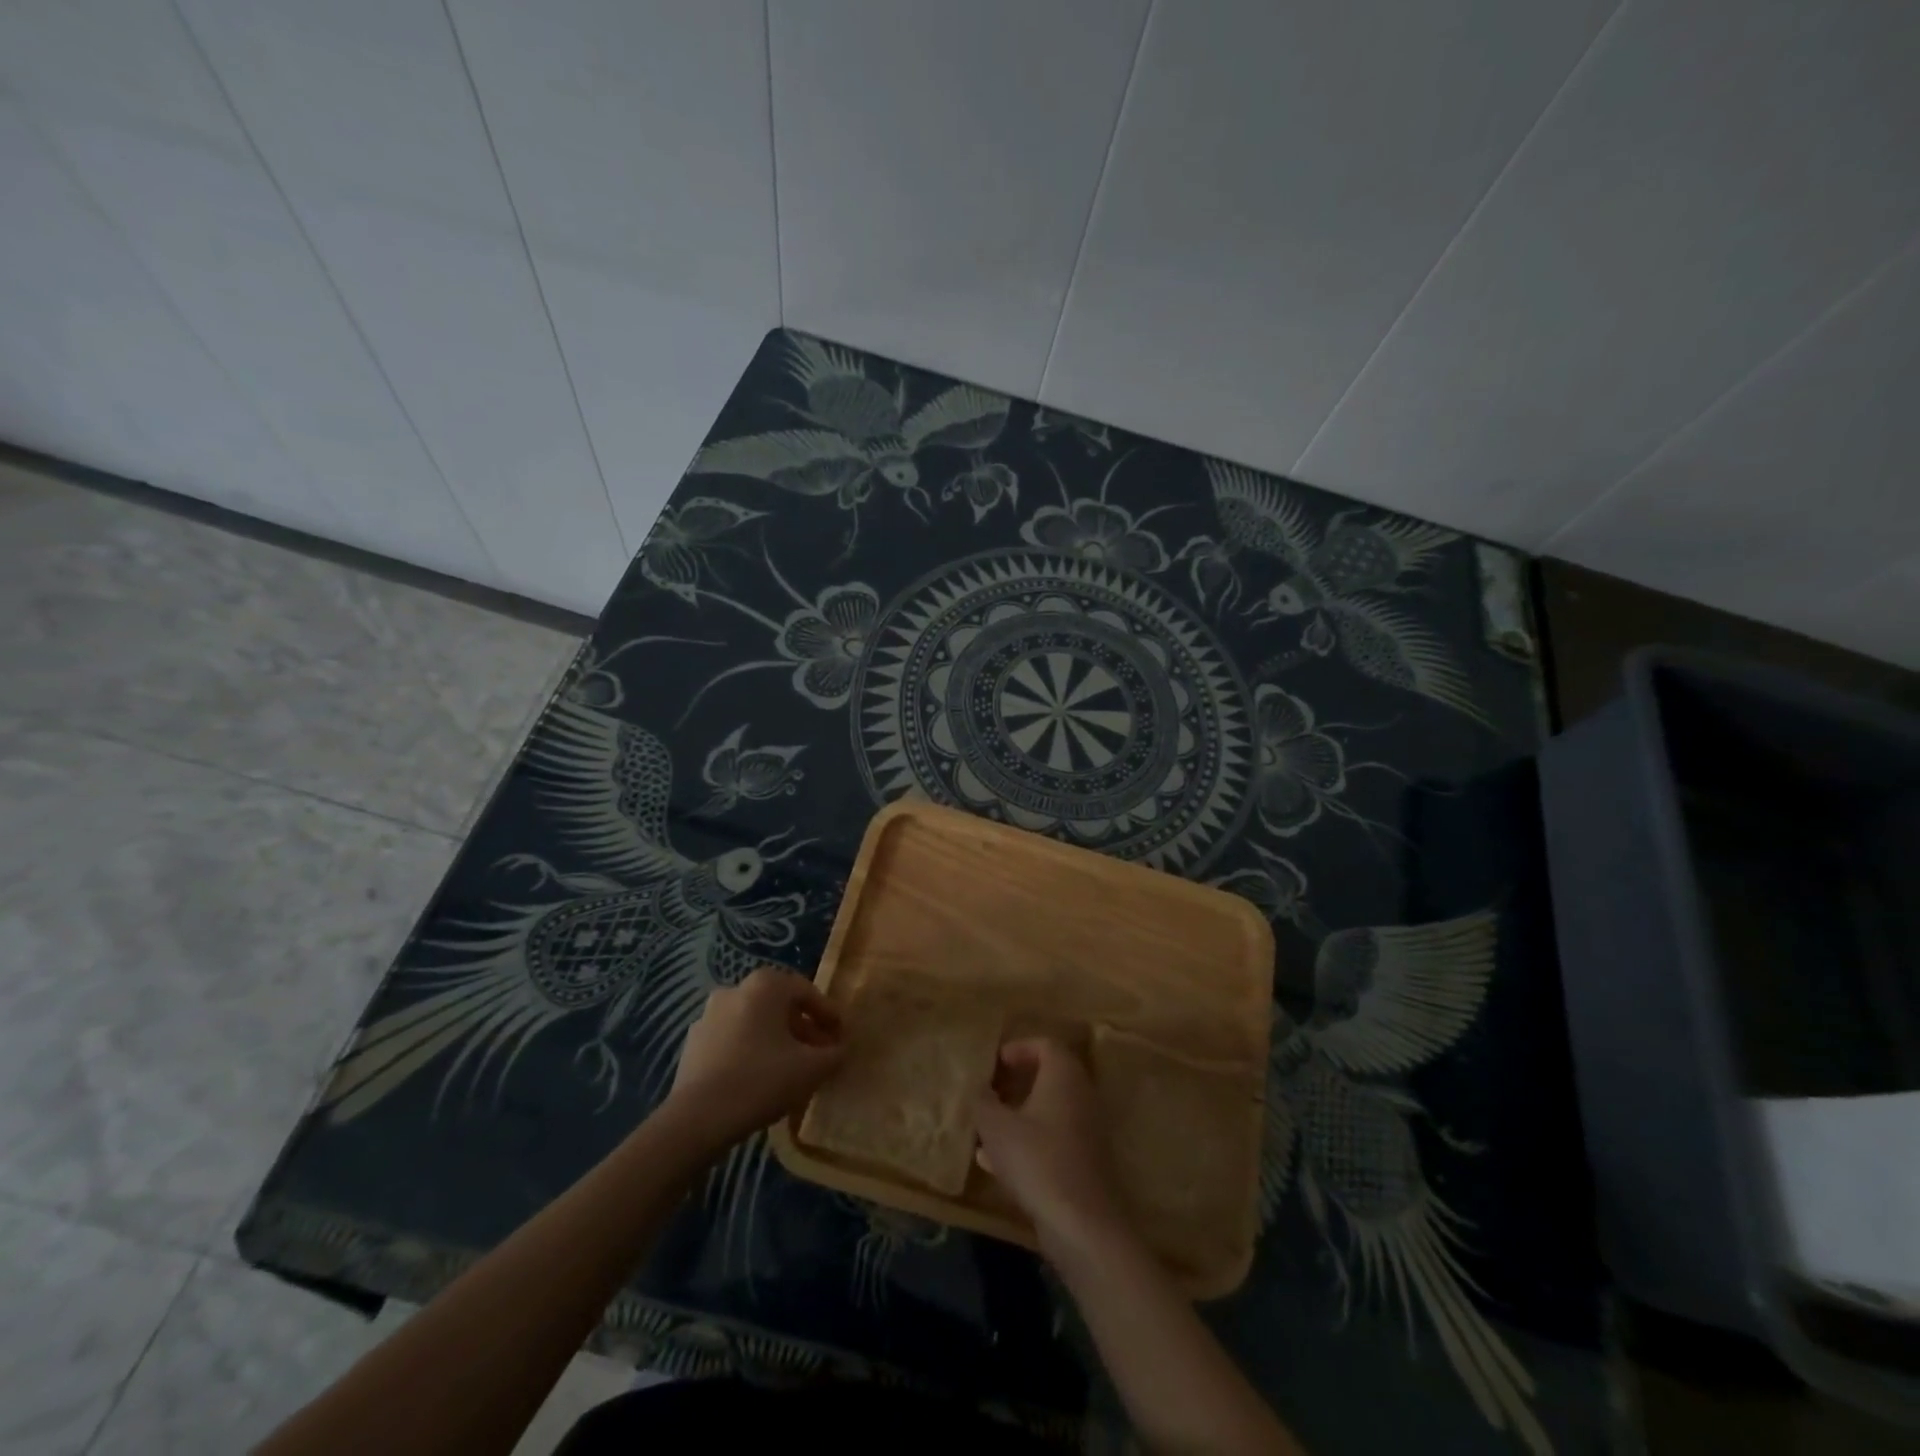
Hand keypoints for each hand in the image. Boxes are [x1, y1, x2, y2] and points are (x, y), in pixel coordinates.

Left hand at [663, 967, 844, 1151]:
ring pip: (755, 1022)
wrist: (697, 1119)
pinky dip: (752, 1051)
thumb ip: (835, 1054)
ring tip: (793, 1069)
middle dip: (803, 1028)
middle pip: (780, 1005)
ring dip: (777, 1040)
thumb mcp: (812, 1068)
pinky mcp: (693, 1042)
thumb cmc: (761, 1080)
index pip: (808, 992)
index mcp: (765, 985)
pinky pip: (733, 1039)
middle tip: (820, 1054)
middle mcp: (735, 989)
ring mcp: (709, 1015)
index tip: (842, 1038)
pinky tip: (761, 1079)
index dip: (829, 1015)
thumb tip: (842, 1049)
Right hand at [975, 1038, 1127, 1254]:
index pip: (1045, 1045)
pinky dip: (1029, 1141)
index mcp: (1063, 1076)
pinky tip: (998, 1163)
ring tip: (988, 1127)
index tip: (995, 1062)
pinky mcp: (1086, 1162)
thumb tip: (978, 1088)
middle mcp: (1081, 1095)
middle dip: (1017, 1082)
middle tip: (991, 1091)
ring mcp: (1087, 1130)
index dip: (1018, 1048)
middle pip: (1050, 1076)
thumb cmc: (1036, 1160)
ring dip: (1020, 1114)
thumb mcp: (996, 1127)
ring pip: (1050, 1110)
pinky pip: (1053, 1139)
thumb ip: (983, 1101)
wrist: (1082, 1223)